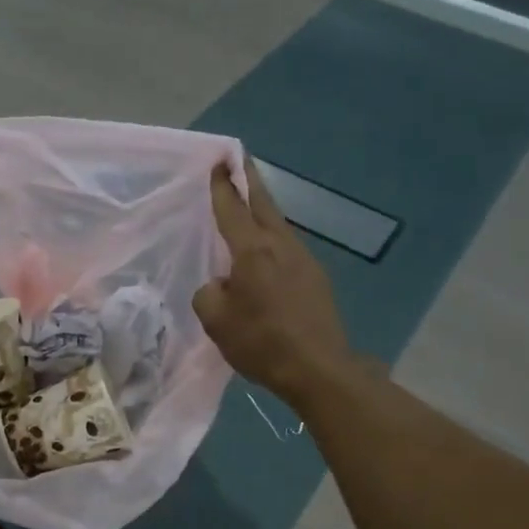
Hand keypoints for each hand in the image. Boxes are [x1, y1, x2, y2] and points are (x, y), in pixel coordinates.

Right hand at [193, 163, 354, 406]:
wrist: (319, 369)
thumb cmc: (261, 342)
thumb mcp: (216, 321)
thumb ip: (209, 293)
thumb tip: (221, 285)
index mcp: (252, 251)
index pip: (232, 209)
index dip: (222, 185)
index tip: (219, 160)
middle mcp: (281, 246)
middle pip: (263, 204)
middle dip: (249, 180)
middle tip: (239, 159)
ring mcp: (304, 260)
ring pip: (278, 225)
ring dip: (262, 210)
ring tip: (248, 205)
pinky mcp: (316, 279)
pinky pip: (288, 249)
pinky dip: (272, 240)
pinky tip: (265, 254)